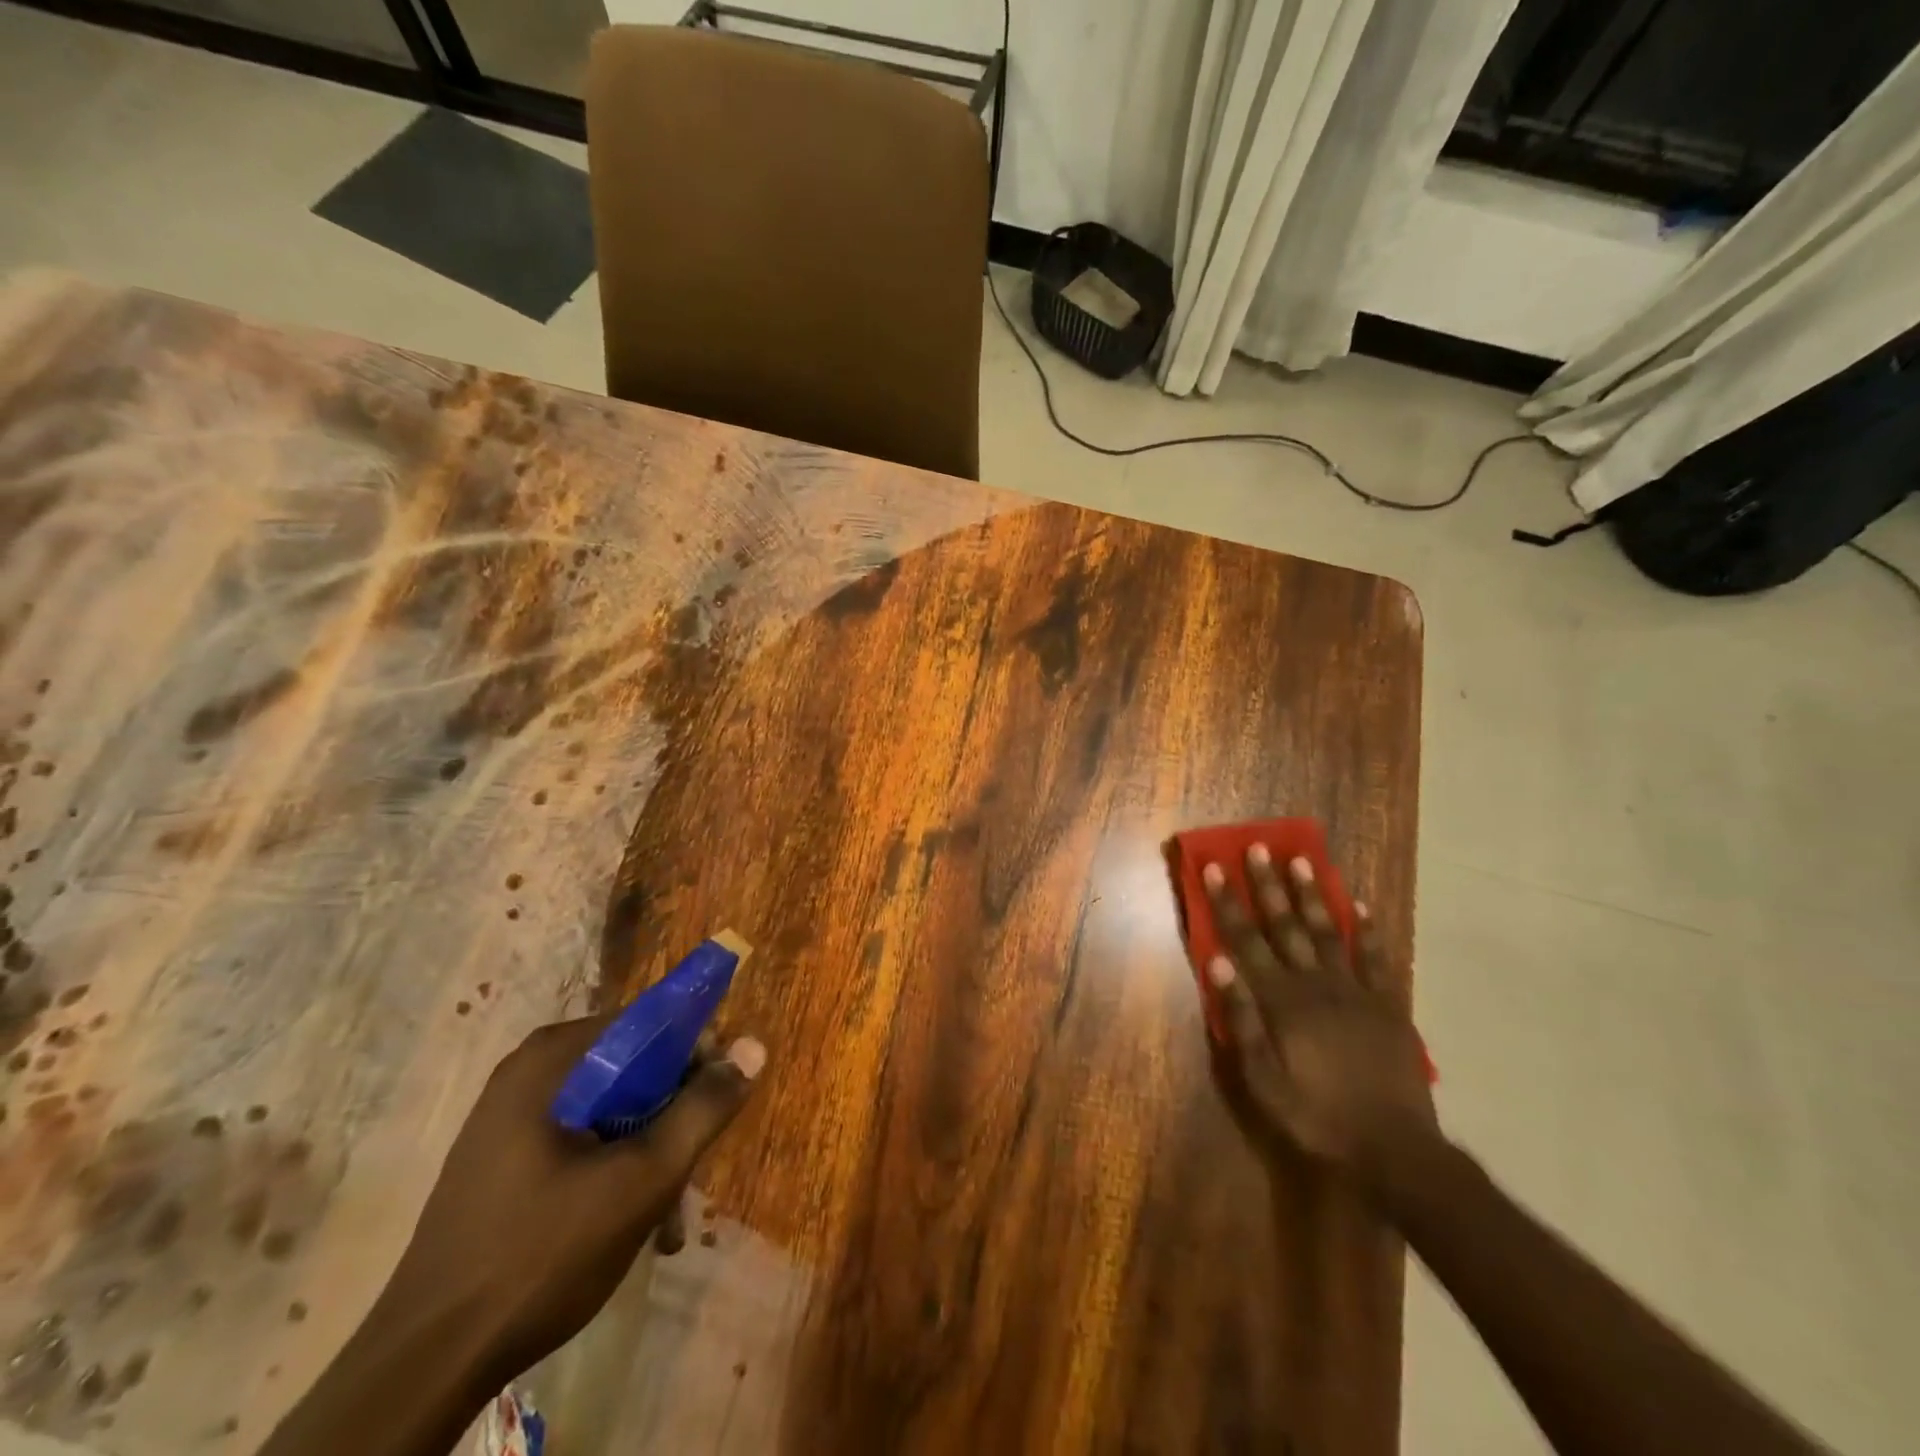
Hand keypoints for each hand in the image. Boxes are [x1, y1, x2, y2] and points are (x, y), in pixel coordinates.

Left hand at [383, 1015, 765, 1382]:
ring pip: (611, 1109)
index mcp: (553, 1058)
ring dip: (648, 1152)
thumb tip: (754, 1045)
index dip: (695, 1052)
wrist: (424, 1365)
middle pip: (633, 1067)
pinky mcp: (503, 1159)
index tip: (718, 1098)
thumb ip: (704, 1108)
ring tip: (669, 1218)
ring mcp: (510, 1117)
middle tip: (692, 1170)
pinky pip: (581, 1140)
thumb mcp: (643, 1179)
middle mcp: (530, 1072)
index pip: (649, 1020)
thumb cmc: (541, 1254)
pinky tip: (631, 1226)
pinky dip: (613, 1170)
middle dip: (672, 1117)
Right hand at [1202, 846, 1436, 1191]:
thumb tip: (1218, 961)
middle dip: (1268, 885)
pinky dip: (1367, 931)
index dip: (1227, 902)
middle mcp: (1315, 984)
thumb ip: (1241, 1018)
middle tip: (1258, 847)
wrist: (1394, 1150)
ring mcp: (1355, 992)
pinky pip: (1376, 960)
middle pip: (1286, 926)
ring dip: (1313, 895)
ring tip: (1302, 860)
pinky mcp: (1387, 1006)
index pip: (1246, 940)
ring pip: (1328, 932)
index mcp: (1281, 1001)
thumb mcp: (1262, 1078)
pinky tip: (1360, 907)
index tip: (1213, 867)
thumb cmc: (1316, 1116)